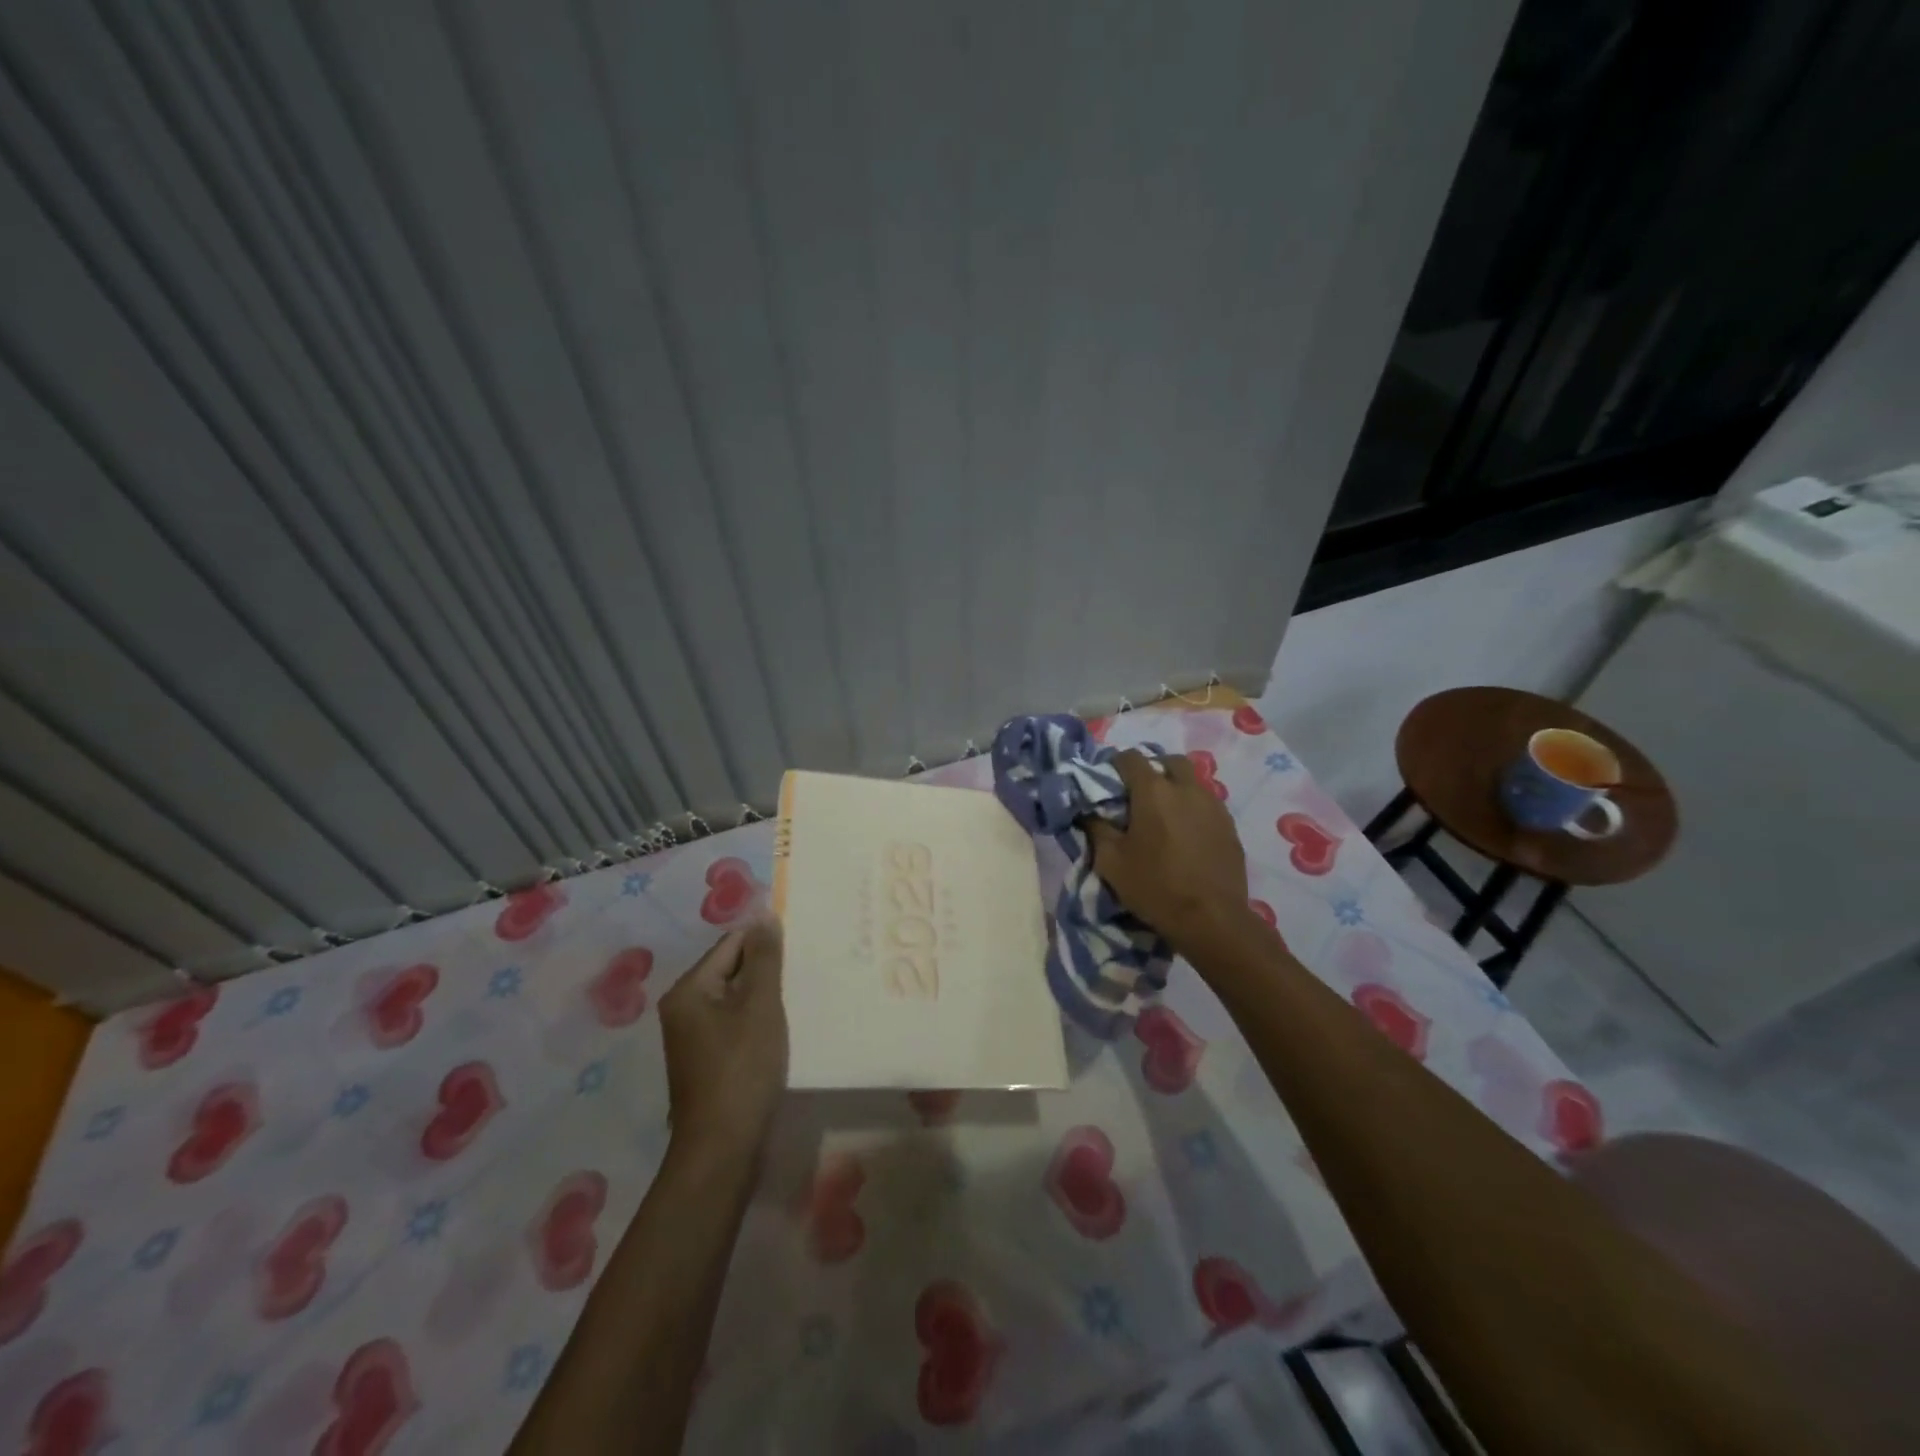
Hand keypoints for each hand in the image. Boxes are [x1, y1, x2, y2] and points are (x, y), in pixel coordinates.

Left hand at [661, 916, 788, 1160]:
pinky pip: (735, 1026)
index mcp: (688, 990)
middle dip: (766, 971)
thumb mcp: (760, 1005)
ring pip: (736, 1001)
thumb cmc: (742, 1069)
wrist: (723, 1150)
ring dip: (765, 998)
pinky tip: (782, 1031)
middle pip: (731, 971)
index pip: (731, 944)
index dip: (765, 943)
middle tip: (804, 973)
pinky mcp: (707, 1063)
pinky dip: (758, 1023)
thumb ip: (764, 958)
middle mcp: (683, 1009)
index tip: (800, 947)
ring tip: (799, 999)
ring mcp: (693, 1039)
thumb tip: (763, 914)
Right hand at [1086, 750, 1256, 958]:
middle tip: (1140, 794)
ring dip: (1176, 788)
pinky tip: (1186, 833)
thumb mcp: (1111, 862)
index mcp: (1153, 791)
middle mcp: (1186, 789)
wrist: (1212, 919)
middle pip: (1169, 761)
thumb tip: (1089, 812)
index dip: (1115, 765)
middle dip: (1153, 769)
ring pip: (1193, 781)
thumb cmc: (1155, 887)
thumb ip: (1097, 830)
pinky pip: (1208, 804)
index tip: (1108, 782)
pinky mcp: (1229, 825)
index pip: (1131, 757)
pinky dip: (1193, 808)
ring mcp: (1213, 805)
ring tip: (1164, 815)